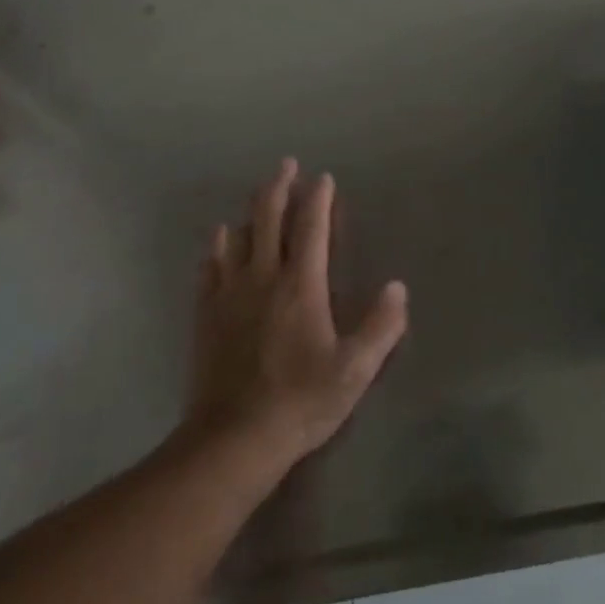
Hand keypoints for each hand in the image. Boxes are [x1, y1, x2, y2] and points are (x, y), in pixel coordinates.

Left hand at [184, 160, 408, 473]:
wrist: (233, 438)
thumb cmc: (301, 401)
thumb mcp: (355, 369)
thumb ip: (381, 326)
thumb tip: (397, 287)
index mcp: (301, 286)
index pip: (311, 229)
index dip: (318, 200)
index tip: (323, 178)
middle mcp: (263, 278)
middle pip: (269, 220)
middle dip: (279, 188)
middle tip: (286, 165)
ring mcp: (230, 294)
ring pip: (238, 237)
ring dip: (250, 211)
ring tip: (258, 195)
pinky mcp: (207, 315)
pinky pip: (210, 267)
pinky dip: (217, 246)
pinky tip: (218, 238)